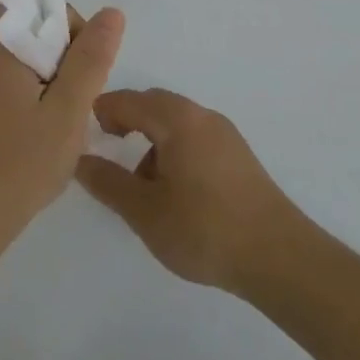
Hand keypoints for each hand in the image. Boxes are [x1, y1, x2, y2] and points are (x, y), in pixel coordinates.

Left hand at [0, 7, 125, 256]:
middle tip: (72, 107)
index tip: (83, 78)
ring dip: (48, 82)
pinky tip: (37, 135)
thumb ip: (91, 59)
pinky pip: (5, 81)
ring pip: (22, 59)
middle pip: (32, 31)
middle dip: (62, 61)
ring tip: (57, 125)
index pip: (43, 8)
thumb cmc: (17, 164)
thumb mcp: (66, 111)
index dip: (75, 34)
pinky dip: (28, 97)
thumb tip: (111, 13)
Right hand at [75, 89, 300, 293]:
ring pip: (175, 122)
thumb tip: (79, 160)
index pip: (128, 100)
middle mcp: (202, 116)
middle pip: (153, 104)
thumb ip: (107, 182)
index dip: (100, 111)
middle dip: (126, 121)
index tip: (82, 134)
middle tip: (106, 148)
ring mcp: (225, 135)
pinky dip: (173, 151)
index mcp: (177, 120)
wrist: (281, 259)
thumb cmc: (204, 229)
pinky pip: (194, 138)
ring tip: (140, 183)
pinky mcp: (239, 157)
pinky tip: (174, 191)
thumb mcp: (144, 211)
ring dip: (151, 139)